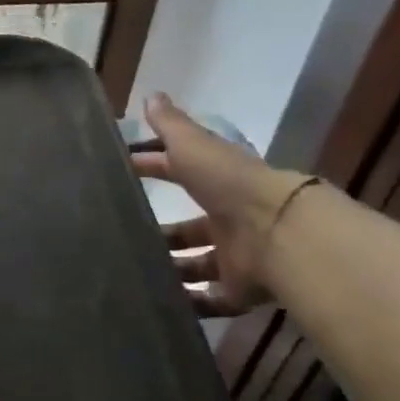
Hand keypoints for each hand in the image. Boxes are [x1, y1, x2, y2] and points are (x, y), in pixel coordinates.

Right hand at [130, 94, 312, 317]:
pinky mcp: (239, 291)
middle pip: (188, 230)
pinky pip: (211, 301)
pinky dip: (189, 305)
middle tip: (121, 240)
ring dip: (170, 271)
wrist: (278, 232)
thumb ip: (172, 126)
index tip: (120, 174)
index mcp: (217, 185)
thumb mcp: (194, 147)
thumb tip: (151, 95)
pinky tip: (158, 305)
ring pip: (196, 267)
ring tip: (133, 276)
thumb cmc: (230, 184)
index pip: (179, 174)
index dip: (152, 170)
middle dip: (161, 234)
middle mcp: (228, 221)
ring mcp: (236, 258)